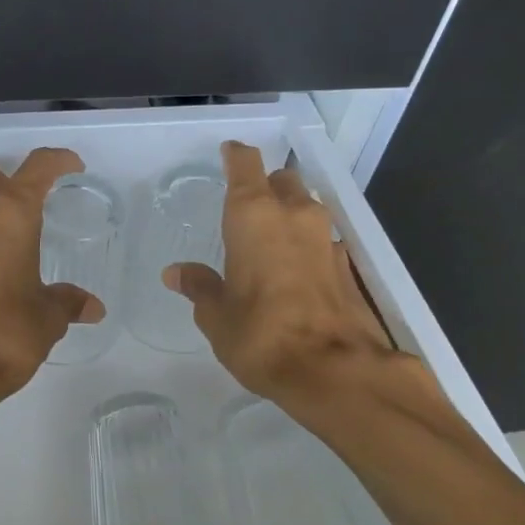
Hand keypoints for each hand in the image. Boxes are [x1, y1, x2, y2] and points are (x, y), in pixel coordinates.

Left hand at [0, 147, 102, 433]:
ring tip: (9, 248)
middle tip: (30, 209)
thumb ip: (68, 303)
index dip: (58, 161)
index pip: (36, 168)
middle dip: (7, 183)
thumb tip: (91, 307)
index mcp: (8, 215)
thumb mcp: (47, 319)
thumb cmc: (4, 335)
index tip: (72, 167)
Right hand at [163, 141, 403, 407]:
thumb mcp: (217, 315)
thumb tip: (176, 272)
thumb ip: (199, 287)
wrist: (336, 370)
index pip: (245, 164)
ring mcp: (327, 238)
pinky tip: (294, 271)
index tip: (227, 154)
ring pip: (306, 207)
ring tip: (268, 241)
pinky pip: (321, 239)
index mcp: (254, 216)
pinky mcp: (347, 264)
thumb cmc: (262, 336)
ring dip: (289, 215)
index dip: (235, 156)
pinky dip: (306, 246)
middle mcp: (295, 215)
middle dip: (265, 186)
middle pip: (282, 180)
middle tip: (245, 208)